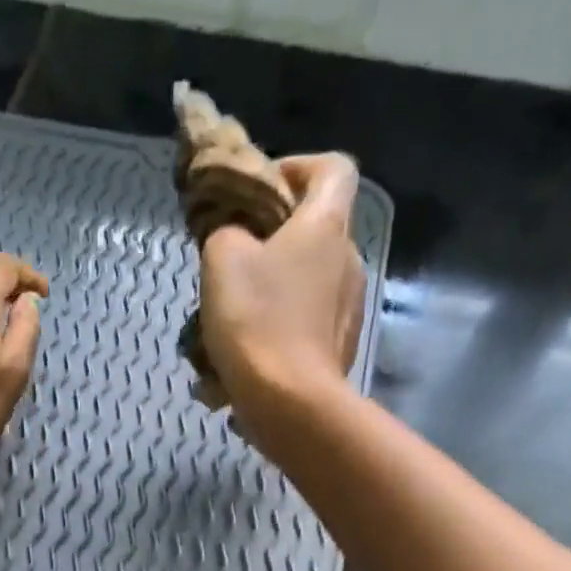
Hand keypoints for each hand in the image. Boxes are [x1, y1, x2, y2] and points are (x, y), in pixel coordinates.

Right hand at [198, 153, 364, 420]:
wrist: (290, 403)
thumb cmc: (257, 322)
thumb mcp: (222, 261)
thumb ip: (226, 232)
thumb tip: (234, 237)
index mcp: (326, 225)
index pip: (333, 168)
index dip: (298, 168)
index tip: (262, 191)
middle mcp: (348, 260)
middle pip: (316, 231)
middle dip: (274, 241)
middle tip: (232, 264)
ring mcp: (349, 309)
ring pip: (308, 284)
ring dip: (273, 292)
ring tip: (232, 323)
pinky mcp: (340, 349)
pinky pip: (307, 327)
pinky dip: (280, 332)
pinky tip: (249, 359)